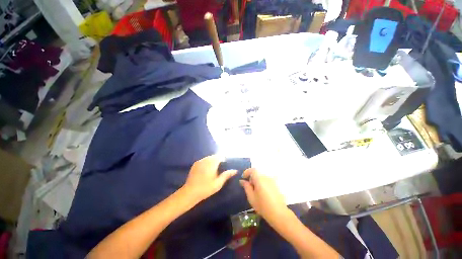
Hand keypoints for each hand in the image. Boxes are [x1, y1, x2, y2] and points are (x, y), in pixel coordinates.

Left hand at [183, 155, 236, 202]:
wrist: (190, 192)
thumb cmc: (206, 188)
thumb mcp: (218, 183)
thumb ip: (226, 175)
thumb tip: (235, 170)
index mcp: (212, 163)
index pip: (220, 156)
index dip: (224, 159)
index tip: (226, 164)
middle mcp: (205, 160)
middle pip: (214, 156)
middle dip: (219, 159)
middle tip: (221, 167)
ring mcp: (199, 161)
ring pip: (209, 157)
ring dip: (213, 160)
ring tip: (215, 168)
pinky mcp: (195, 164)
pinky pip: (204, 160)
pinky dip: (207, 162)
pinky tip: (207, 169)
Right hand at [240, 168, 287, 221]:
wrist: (279, 214)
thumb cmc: (263, 206)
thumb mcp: (251, 197)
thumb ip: (246, 187)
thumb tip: (242, 180)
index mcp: (259, 179)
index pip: (252, 170)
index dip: (247, 172)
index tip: (243, 178)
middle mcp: (266, 177)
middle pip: (257, 173)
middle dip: (252, 178)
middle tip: (249, 186)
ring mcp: (272, 180)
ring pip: (262, 177)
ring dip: (257, 180)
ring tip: (256, 191)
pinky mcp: (276, 185)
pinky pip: (267, 180)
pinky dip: (262, 183)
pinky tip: (262, 192)